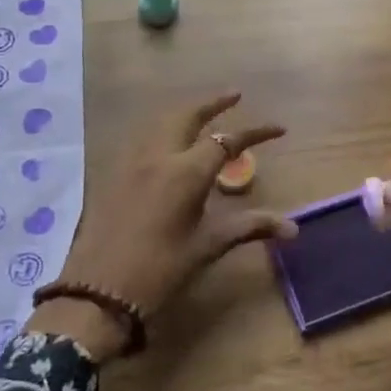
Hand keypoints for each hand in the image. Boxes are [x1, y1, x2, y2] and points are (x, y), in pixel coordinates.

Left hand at [26, 94, 294, 360]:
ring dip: (186, 112)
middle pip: (188, 115)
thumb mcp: (207, 247)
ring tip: (203, 115)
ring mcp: (131, 162)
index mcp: (186, 172)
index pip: (227, 141)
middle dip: (214, 103)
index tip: (279, 130)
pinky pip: (142, 138)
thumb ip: (249, 227)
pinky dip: (162, 129)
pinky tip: (168, 143)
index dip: (255, 133)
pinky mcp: (113, 174)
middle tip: (235, 96)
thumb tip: (292, 229)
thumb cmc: (160, 271)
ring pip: (161, 122)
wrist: (97, 294)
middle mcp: (159, 156)